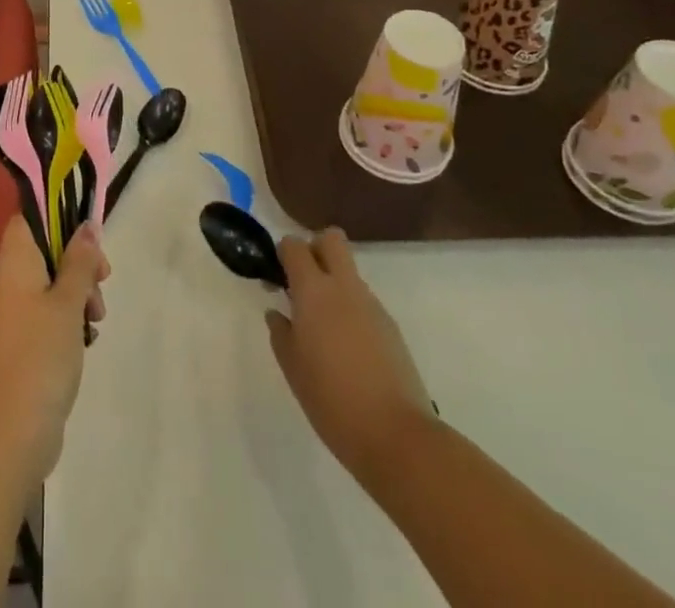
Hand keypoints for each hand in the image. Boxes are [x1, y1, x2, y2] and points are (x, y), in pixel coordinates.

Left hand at [0, 217, 109, 488]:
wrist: (10, 434)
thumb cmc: (40, 355)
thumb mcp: (68, 302)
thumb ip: (79, 261)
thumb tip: (86, 226)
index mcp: (12, 262)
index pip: (29, 217)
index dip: (58, 216)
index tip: (89, 236)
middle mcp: (5, 281)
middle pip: (44, 249)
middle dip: (78, 260)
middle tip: (103, 279)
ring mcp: (9, 314)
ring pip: (48, 283)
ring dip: (77, 292)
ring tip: (97, 317)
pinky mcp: (18, 342)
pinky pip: (44, 312)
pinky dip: (66, 318)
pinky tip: (86, 338)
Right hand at [266, 228, 434, 484]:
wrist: (396, 436)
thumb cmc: (331, 400)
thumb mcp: (292, 367)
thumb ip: (281, 332)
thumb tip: (279, 313)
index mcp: (314, 290)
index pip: (295, 245)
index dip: (284, 253)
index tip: (278, 278)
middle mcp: (344, 287)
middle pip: (331, 239)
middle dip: (315, 249)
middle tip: (303, 283)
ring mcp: (372, 306)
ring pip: (349, 273)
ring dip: (334, 285)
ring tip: (325, 329)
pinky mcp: (391, 328)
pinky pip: (364, 302)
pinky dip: (352, 311)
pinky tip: (348, 350)